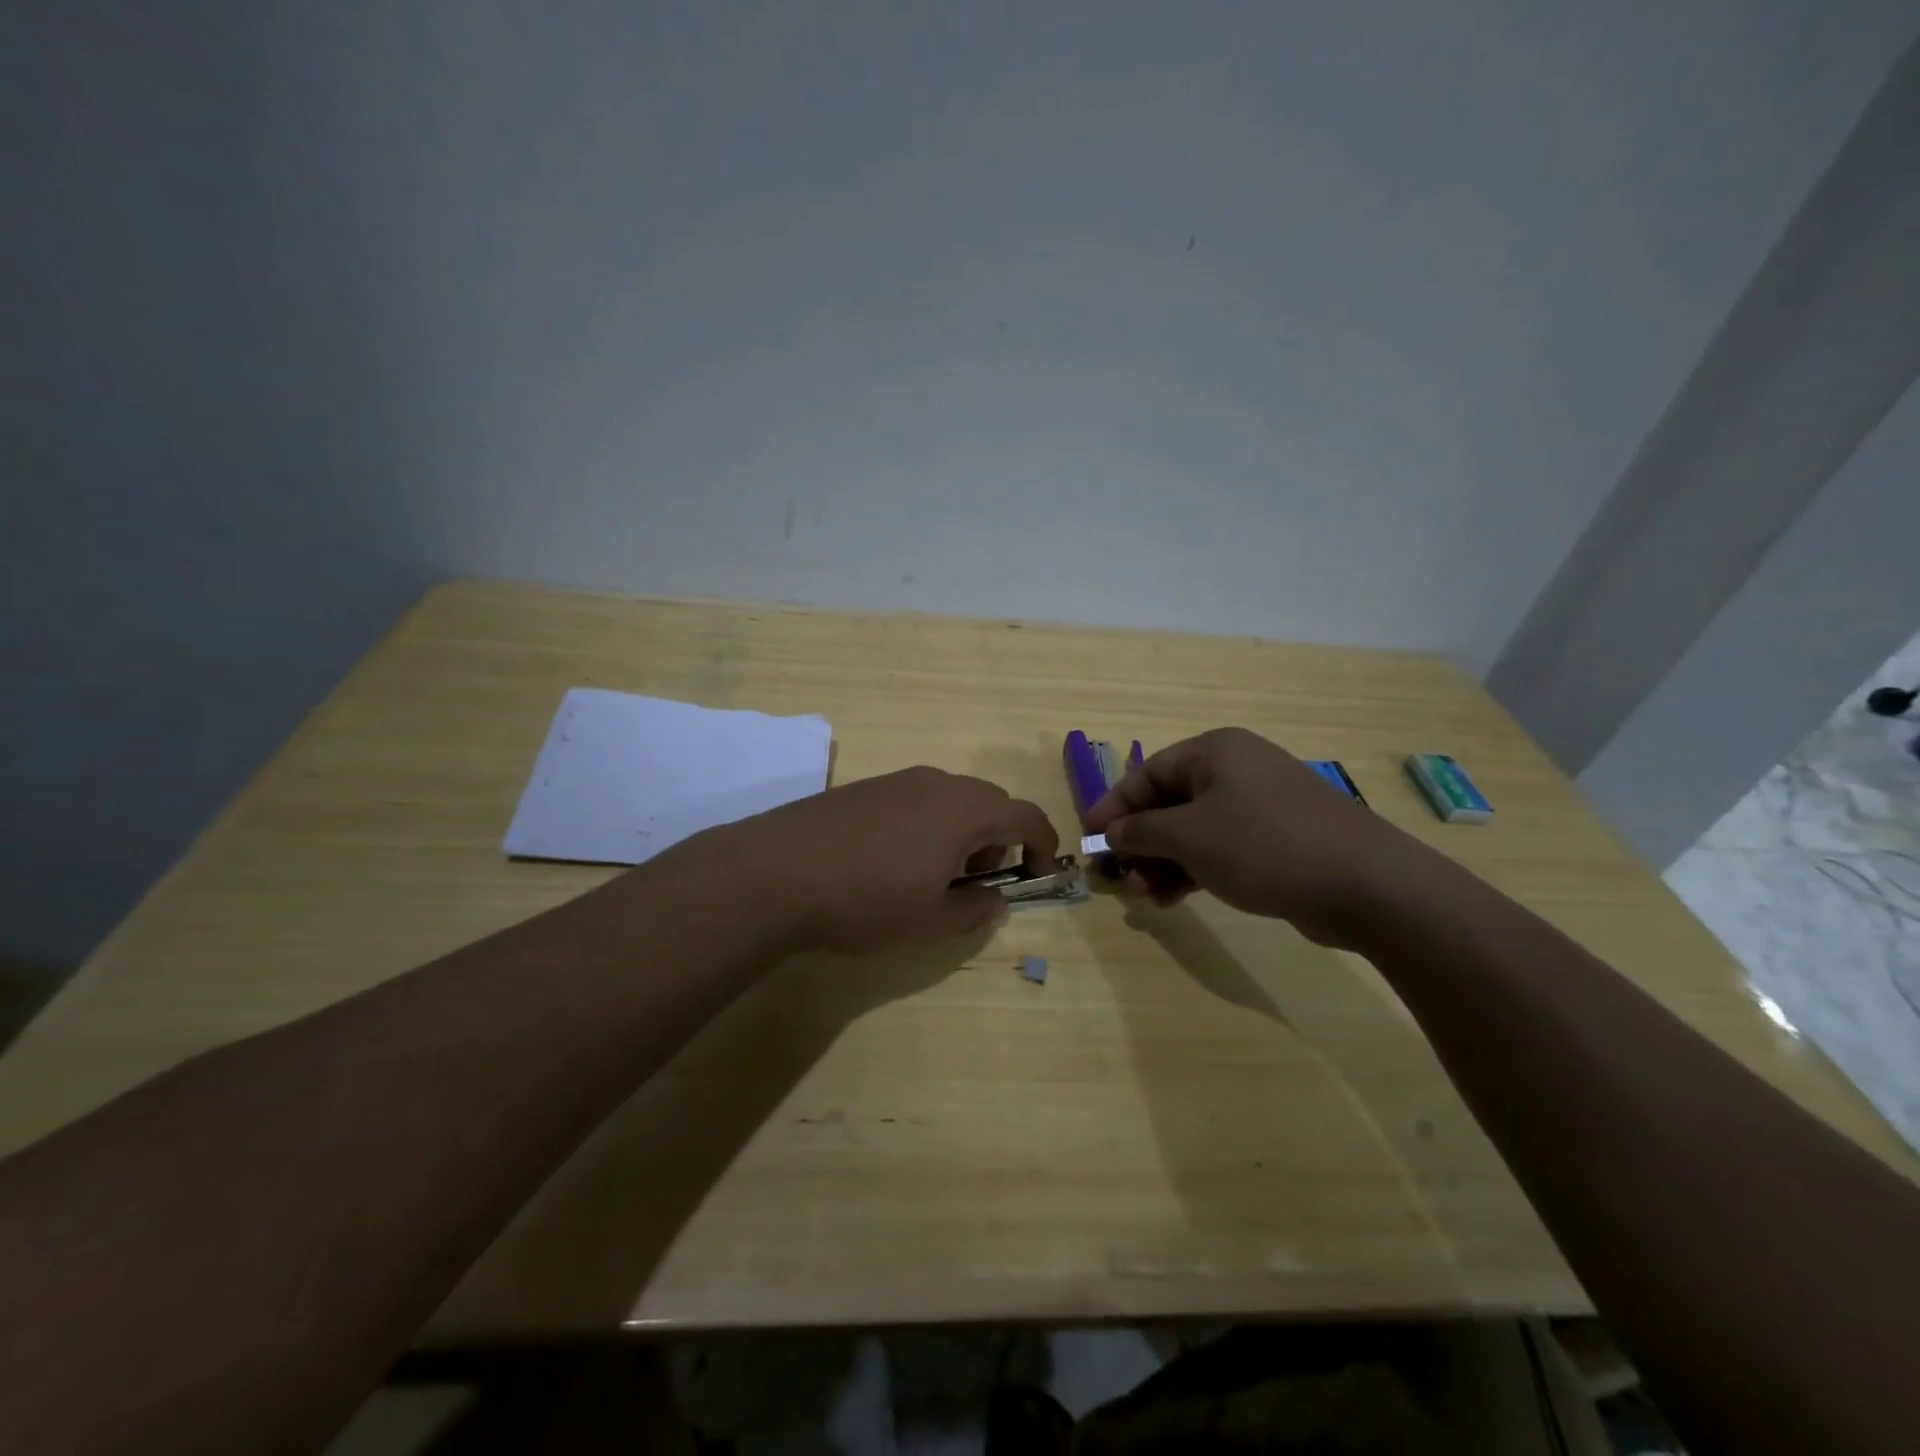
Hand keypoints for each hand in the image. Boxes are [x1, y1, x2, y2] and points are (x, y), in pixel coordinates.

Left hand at [725, 767, 1058, 953]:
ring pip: (952, 800)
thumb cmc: (867, 900)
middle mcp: (938, 783)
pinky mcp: (866, 787)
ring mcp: (898, 780)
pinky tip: (892, 861)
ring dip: (961, 833)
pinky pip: (917, 800)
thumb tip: (996, 900)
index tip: (1038, 876)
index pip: (1027, 816)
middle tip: (977, 883)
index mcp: (966, 810)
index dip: (1043, 845)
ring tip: (932, 876)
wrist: (776, 871)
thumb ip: (976, 911)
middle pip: (991, 803)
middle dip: (998, 841)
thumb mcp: (931, 922)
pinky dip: (928, 826)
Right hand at [1082, 727, 1434, 947]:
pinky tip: (1175, 900)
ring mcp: (1260, 805)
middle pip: (1169, 804)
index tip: (1088, 839)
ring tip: (1146, 899)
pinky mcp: (1277, 839)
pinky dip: (1195, 870)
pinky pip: (1221, 849)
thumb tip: (1112, 832)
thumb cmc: (1264, 845)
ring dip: (1164, 863)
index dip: (1113, 807)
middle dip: (1140, 843)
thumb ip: (1142, 832)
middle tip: (1119, 879)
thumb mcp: (1189, 837)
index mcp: (1214, 753)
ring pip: (1194, 831)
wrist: (1365, 885)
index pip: (1147, 774)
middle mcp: (1236, 771)